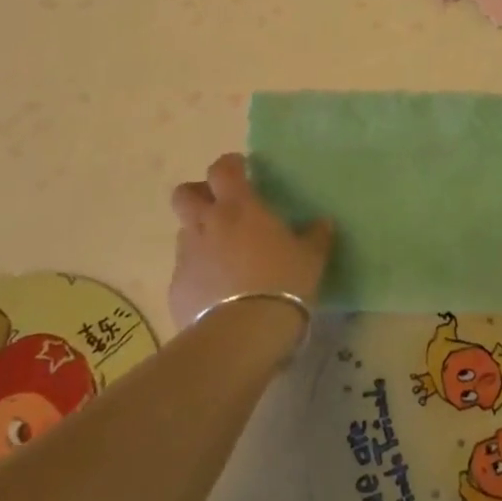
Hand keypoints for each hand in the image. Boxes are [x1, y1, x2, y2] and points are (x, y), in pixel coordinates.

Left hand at [168, 153, 333, 325]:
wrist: (242, 335)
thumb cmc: (283, 283)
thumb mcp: (311, 258)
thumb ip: (316, 236)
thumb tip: (324, 223)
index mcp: (238, 207)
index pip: (222, 169)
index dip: (230, 165)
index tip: (242, 170)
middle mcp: (206, 224)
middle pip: (185, 194)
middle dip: (198, 195)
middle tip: (220, 208)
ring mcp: (187, 256)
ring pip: (185, 233)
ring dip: (200, 237)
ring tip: (223, 257)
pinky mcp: (176, 289)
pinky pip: (185, 272)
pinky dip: (198, 276)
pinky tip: (217, 295)